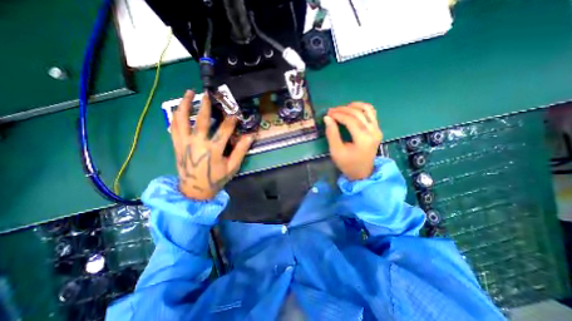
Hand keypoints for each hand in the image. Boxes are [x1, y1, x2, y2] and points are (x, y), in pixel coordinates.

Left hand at [170, 90, 252, 199]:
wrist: (194, 190)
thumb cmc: (216, 179)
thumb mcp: (232, 167)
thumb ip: (241, 150)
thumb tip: (251, 136)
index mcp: (213, 149)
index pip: (225, 129)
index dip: (231, 120)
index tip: (235, 113)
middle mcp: (197, 143)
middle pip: (201, 119)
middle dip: (206, 105)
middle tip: (209, 93)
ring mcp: (184, 143)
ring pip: (182, 119)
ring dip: (185, 104)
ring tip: (189, 92)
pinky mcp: (177, 145)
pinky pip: (173, 127)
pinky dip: (176, 116)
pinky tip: (179, 108)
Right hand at [324, 103, 380, 180]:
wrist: (362, 172)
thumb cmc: (347, 164)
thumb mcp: (336, 151)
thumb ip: (332, 134)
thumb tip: (327, 118)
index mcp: (363, 139)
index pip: (350, 120)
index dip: (338, 114)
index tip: (328, 113)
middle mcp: (373, 131)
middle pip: (358, 113)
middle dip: (343, 109)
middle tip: (331, 111)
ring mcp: (377, 129)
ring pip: (367, 109)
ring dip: (354, 106)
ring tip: (342, 108)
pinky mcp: (377, 129)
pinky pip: (372, 113)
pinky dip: (362, 108)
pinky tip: (353, 109)